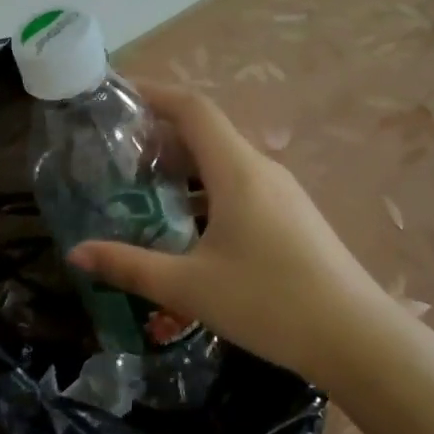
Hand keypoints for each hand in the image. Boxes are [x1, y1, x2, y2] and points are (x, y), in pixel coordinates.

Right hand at [70, 84, 391, 387]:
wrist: (358, 340)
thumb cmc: (269, 302)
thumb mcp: (189, 287)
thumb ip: (129, 266)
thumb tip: (75, 253)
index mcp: (237, 170)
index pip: (192, 109)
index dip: (154, 93)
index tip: (118, 94)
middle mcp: (261, 170)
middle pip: (206, 132)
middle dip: (160, 134)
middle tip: (116, 152)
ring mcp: (282, 193)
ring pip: (224, 162)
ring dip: (184, 167)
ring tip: (143, 189)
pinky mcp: (292, 218)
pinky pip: (240, 186)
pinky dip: (206, 191)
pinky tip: (187, 227)